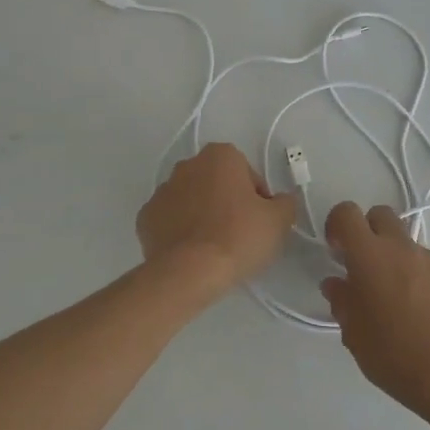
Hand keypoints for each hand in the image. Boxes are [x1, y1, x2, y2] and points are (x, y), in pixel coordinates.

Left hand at [136, 142, 297, 300]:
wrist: (189, 272)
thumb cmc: (239, 237)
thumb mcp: (280, 220)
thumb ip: (285, 202)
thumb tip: (279, 201)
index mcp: (220, 156)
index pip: (247, 173)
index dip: (257, 198)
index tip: (260, 221)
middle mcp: (187, 165)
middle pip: (217, 182)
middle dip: (227, 202)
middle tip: (239, 234)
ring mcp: (162, 191)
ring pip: (191, 200)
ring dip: (201, 215)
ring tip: (214, 247)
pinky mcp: (144, 218)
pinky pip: (169, 221)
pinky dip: (179, 232)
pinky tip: (191, 253)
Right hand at [321, 202, 429, 426]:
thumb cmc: (393, 355)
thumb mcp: (354, 334)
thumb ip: (342, 301)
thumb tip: (336, 283)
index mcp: (369, 256)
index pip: (347, 213)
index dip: (337, 224)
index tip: (337, 250)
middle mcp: (401, 247)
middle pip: (381, 214)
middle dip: (369, 231)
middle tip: (365, 266)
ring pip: (407, 242)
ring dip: (397, 258)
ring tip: (399, 298)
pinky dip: (422, 276)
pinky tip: (425, 310)